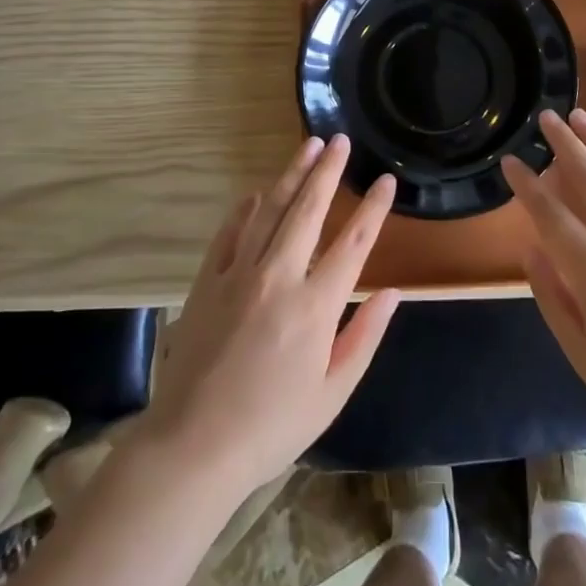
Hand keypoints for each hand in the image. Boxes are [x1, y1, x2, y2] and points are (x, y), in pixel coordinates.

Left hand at [138, 135, 400, 502]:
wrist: (193, 445)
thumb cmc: (272, 426)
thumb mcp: (332, 392)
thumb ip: (365, 337)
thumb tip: (392, 292)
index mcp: (316, 306)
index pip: (354, 243)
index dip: (373, 208)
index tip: (386, 180)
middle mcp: (279, 277)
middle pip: (308, 210)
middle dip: (328, 171)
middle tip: (341, 141)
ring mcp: (239, 274)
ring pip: (270, 210)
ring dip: (291, 175)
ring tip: (308, 146)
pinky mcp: (207, 281)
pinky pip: (230, 232)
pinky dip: (246, 208)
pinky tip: (258, 192)